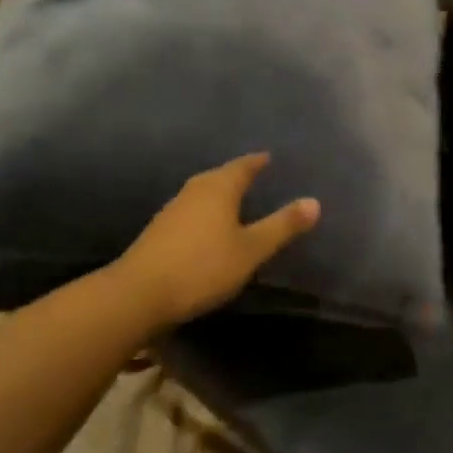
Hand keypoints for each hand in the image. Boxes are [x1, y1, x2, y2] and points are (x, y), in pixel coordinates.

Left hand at [114, 153, 319, 327]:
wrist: (138, 294)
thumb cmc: (202, 267)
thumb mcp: (251, 250)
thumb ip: (282, 226)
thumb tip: (315, 202)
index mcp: (219, 188)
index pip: (243, 166)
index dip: (258, 162)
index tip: (269, 157)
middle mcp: (194, 191)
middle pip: (220, 176)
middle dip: (238, 175)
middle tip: (256, 175)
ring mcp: (172, 210)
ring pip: (202, 193)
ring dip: (219, 193)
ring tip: (235, 200)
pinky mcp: (159, 231)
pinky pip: (190, 211)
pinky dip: (205, 212)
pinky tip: (209, 226)